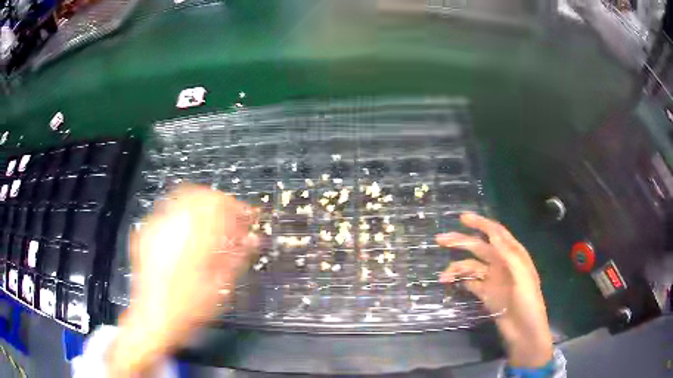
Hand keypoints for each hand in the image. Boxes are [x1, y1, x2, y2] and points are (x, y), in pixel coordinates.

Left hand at [107, 184, 256, 375]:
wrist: (154, 318)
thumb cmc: (189, 308)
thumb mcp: (218, 287)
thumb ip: (237, 257)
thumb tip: (253, 239)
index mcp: (193, 239)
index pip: (220, 206)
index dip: (237, 208)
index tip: (248, 217)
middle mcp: (173, 226)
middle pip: (201, 195)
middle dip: (220, 203)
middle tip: (232, 218)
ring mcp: (157, 227)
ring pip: (183, 197)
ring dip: (202, 204)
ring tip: (213, 222)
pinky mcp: (147, 232)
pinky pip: (168, 209)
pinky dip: (184, 212)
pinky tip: (190, 228)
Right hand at [436, 213, 552, 367]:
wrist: (524, 331)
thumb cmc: (528, 302)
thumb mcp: (522, 276)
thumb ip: (509, 254)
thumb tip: (493, 233)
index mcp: (513, 255)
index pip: (496, 233)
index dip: (480, 224)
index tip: (462, 218)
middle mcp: (501, 263)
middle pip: (479, 247)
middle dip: (461, 242)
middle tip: (440, 240)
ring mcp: (493, 279)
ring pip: (471, 266)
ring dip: (456, 268)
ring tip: (442, 277)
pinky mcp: (486, 294)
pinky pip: (470, 283)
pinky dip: (460, 281)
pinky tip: (450, 284)